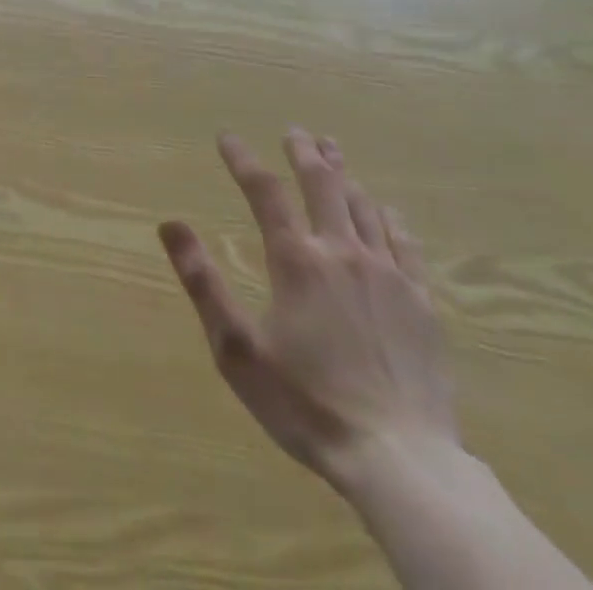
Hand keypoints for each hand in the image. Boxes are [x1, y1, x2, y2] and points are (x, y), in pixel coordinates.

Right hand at [158, 129, 455, 496]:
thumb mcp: (236, 348)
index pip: (264, 191)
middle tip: (295, 131)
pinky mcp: (422, 304)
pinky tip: (388, 209)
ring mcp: (388, 276)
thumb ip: (202, 282)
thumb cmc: (306, 403)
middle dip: (305, 153)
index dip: (242, 159)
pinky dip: (391, 219)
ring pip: (364, 207)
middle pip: (322, 185)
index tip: (226, 137)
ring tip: (334, 151)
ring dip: (345, 174)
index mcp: (297, 260)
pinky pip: (406, 245)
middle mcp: (342, 253)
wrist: (401, 462)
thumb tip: (170, 224)